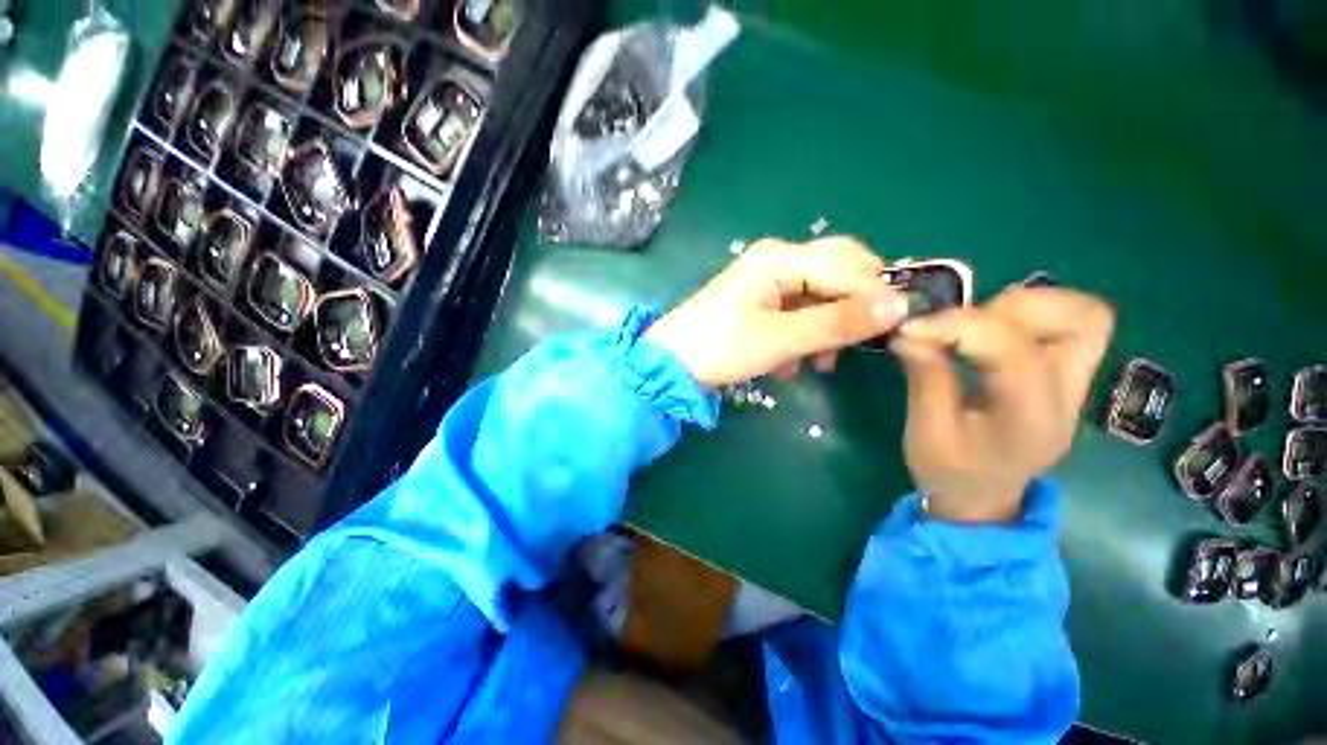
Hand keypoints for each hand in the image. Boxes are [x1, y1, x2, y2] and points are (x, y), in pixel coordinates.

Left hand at [644, 237, 907, 387]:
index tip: (898, 329)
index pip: (849, 267)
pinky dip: (802, 335)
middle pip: (836, 273)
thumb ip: (838, 322)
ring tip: (818, 363)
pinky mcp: (758, 302)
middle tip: (856, 343)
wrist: (672, 365)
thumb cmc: (722, 348)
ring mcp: (765, 281)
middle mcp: (776, 260)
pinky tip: (789, 362)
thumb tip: (899, 306)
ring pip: (818, 296)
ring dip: (825, 328)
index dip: (876, 296)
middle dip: (852, 309)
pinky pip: (797, 311)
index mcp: (781, 259)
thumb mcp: (782, 338)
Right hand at [891, 287, 1114, 522]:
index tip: (911, 329)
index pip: (1013, 349)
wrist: (982, 500)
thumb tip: (908, 331)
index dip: (958, 326)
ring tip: (974, 325)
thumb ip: (925, 377)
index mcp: (1032, 419)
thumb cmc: (950, 473)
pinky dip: (1031, 316)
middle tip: (956, 326)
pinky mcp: (1066, 377)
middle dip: (1008, 309)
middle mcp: (1068, 396)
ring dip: (1026, 307)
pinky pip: (1069, 326)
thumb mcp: (927, 432)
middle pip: (1079, 320)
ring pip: (1083, 316)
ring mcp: (1075, 385)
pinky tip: (990, 332)